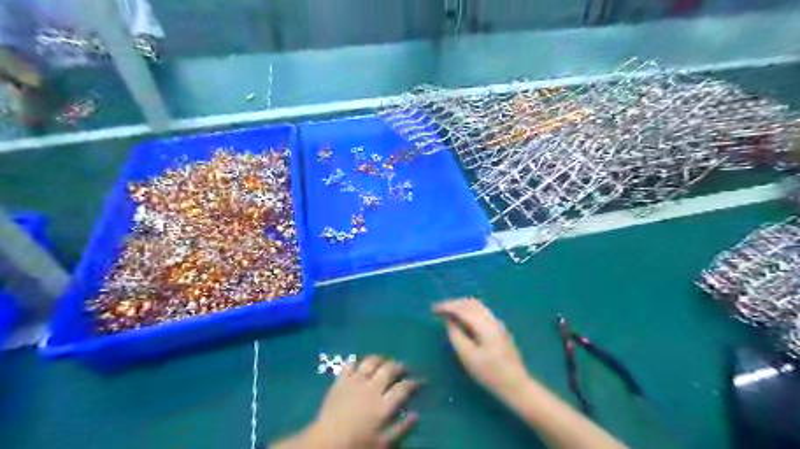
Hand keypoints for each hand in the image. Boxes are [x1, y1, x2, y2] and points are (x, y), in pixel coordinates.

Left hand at [275, 356, 420, 447]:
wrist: (325, 443)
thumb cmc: (357, 446)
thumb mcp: (383, 444)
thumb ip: (401, 429)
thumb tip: (416, 414)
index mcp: (383, 404)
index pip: (404, 387)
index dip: (414, 382)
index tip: (420, 381)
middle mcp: (371, 388)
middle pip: (389, 369)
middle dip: (399, 366)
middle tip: (404, 368)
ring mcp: (355, 381)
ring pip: (371, 362)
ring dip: (380, 359)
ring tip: (384, 360)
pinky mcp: (340, 380)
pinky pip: (349, 364)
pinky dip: (356, 361)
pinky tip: (359, 364)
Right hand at [435, 298, 529, 399]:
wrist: (517, 385)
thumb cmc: (490, 374)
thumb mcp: (468, 357)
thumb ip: (456, 336)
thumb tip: (449, 321)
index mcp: (485, 325)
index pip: (462, 308)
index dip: (447, 306)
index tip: (433, 309)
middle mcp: (492, 319)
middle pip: (471, 303)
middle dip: (453, 303)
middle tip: (438, 309)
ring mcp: (498, 323)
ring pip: (477, 306)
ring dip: (461, 305)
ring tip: (447, 312)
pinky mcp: (499, 329)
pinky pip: (481, 312)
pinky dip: (468, 310)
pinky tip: (462, 319)